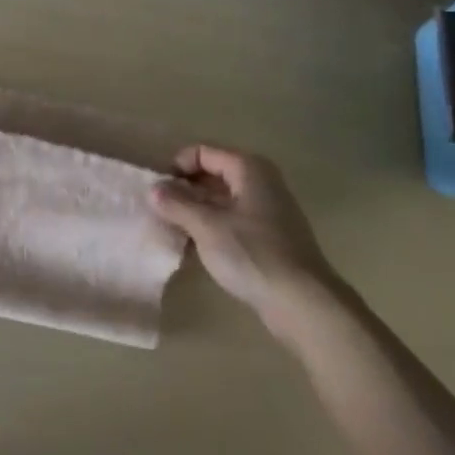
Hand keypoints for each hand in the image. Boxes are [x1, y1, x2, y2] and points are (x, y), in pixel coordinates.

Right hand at [149, 145, 340, 333]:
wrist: (302, 302)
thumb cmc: (252, 254)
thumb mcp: (206, 226)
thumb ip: (177, 204)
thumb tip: (153, 189)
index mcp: (249, 169)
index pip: (203, 152)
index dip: (177, 167)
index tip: (157, 192)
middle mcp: (261, 182)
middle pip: (213, 174)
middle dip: (184, 190)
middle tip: (159, 211)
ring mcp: (267, 211)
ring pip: (221, 200)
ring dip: (195, 211)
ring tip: (171, 229)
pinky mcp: (268, 237)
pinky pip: (231, 221)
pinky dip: (211, 227)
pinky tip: (193, 247)